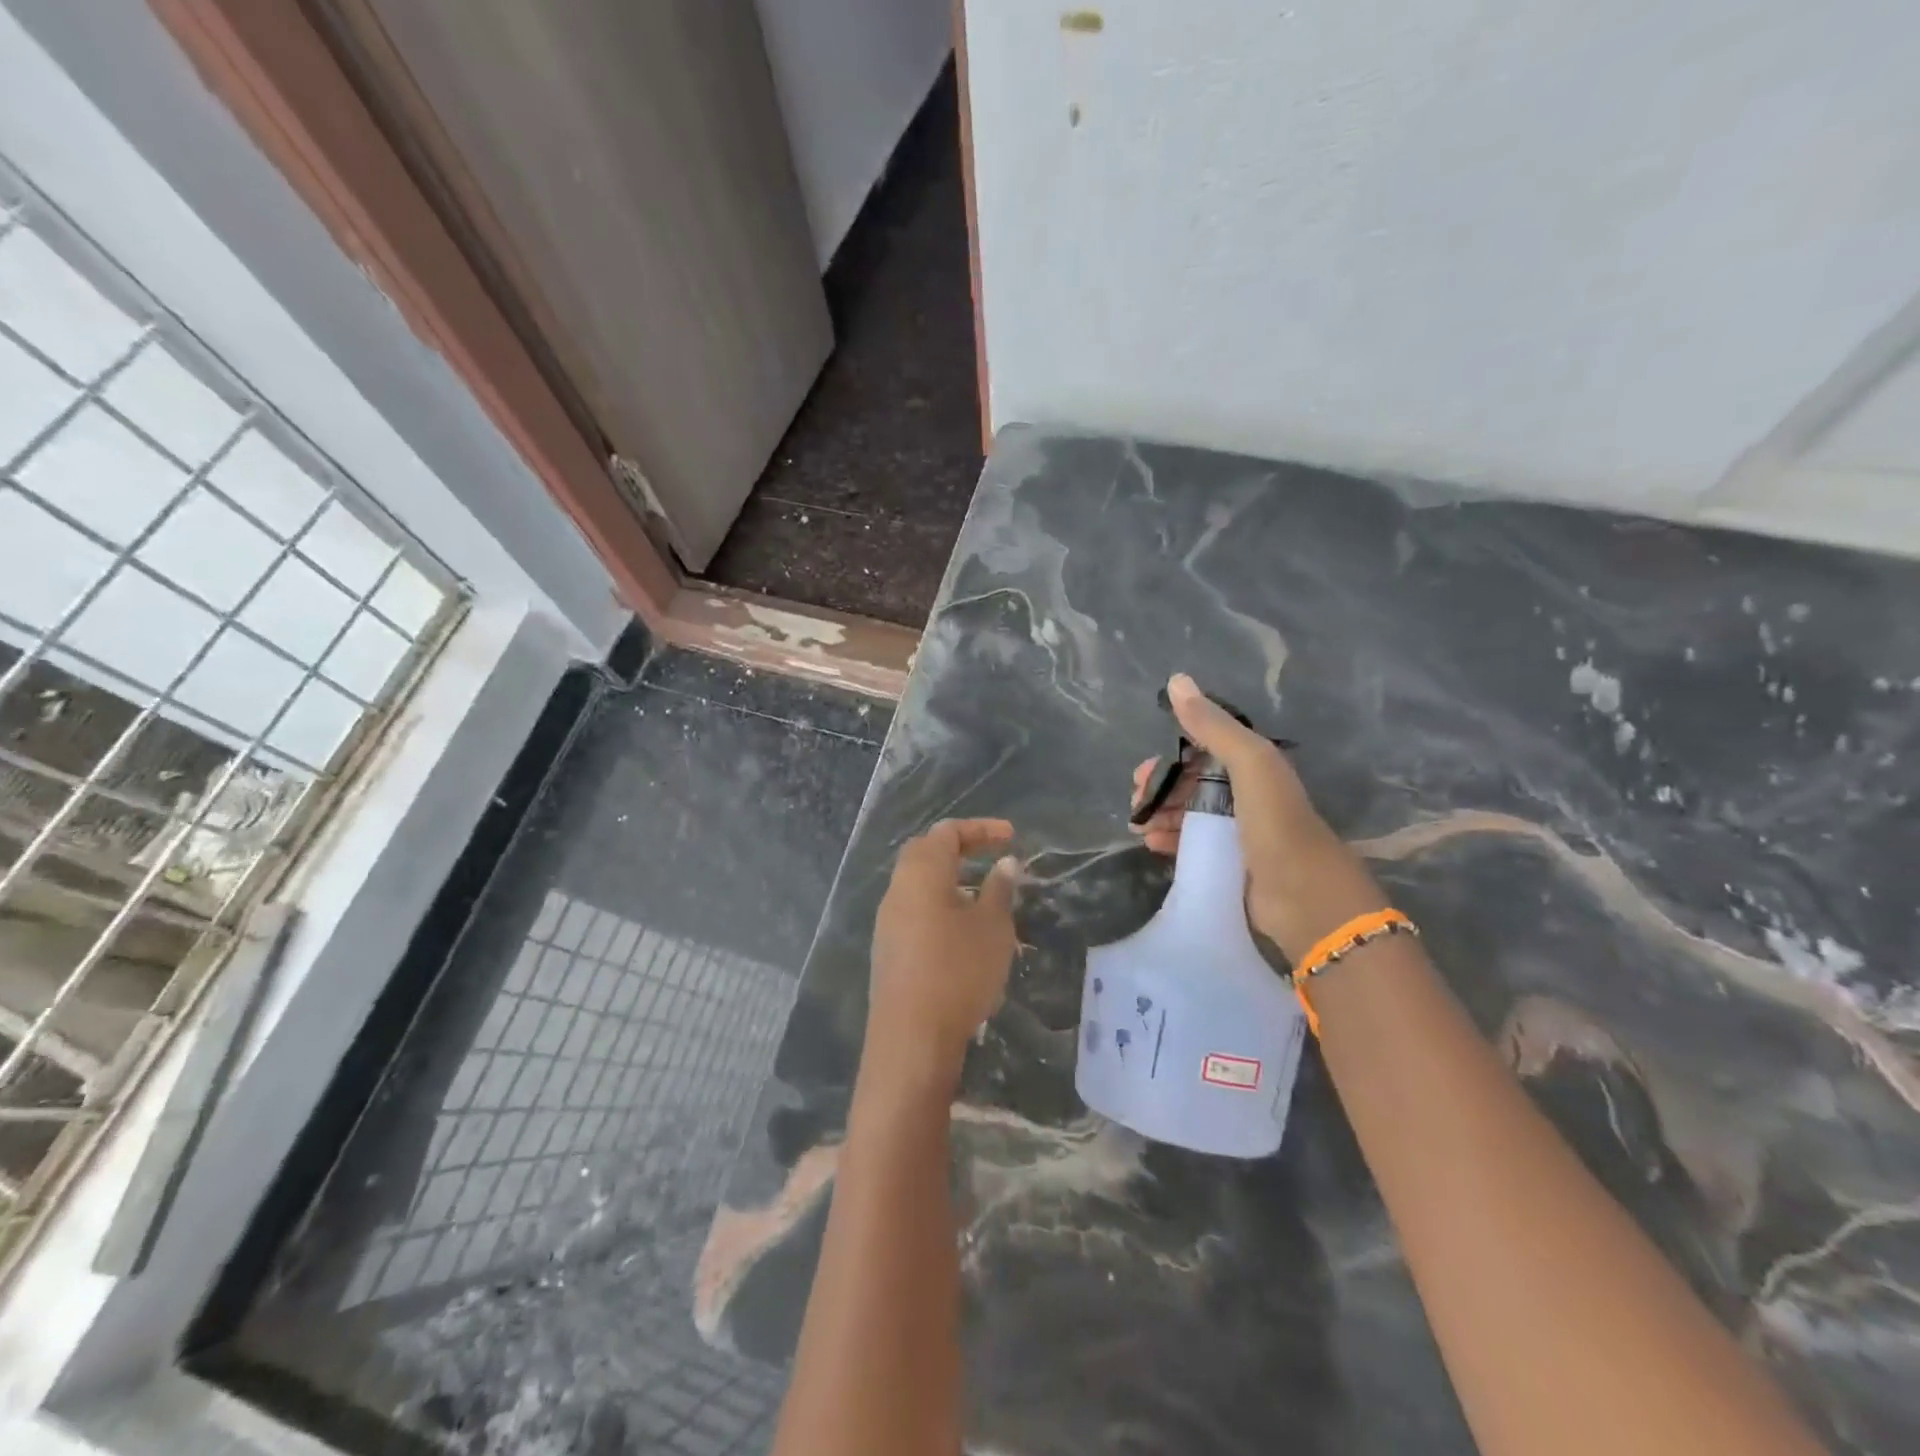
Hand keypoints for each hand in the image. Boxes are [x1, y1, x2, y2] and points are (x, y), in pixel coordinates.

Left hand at [865, 818, 1020, 1095]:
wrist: (911, 1037)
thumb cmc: (958, 971)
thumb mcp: (992, 927)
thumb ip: (999, 890)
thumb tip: (1005, 863)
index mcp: (921, 873)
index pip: (947, 832)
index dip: (981, 829)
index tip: (1011, 837)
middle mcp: (898, 889)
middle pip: (925, 852)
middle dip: (959, 848)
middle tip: (991, 856)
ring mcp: (888, 920)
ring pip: (917, 883)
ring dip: (949, 879)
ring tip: (983, 895)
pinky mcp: (888, 948)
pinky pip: (914, 909)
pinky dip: (938, 904)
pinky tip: (961, 930)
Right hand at [1130, 674, 1387, 961]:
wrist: (1306, 898)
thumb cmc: (1277, 823)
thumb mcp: (1249, 764)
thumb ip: (1213, 726)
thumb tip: (1176, 680)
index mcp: (1254, 767)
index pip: (1202, 752)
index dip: (1170, 758)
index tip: (1142, 773)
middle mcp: (1246, 795)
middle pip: (1191, 784)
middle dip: (1159, 789)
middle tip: (1136, 803)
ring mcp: (1238, 832)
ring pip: (1188, 814)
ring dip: (1160, 815)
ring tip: (1139, 826)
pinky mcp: (1230, 864)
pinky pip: (1191, 844)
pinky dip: (1170, 840)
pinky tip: (1152, 845)